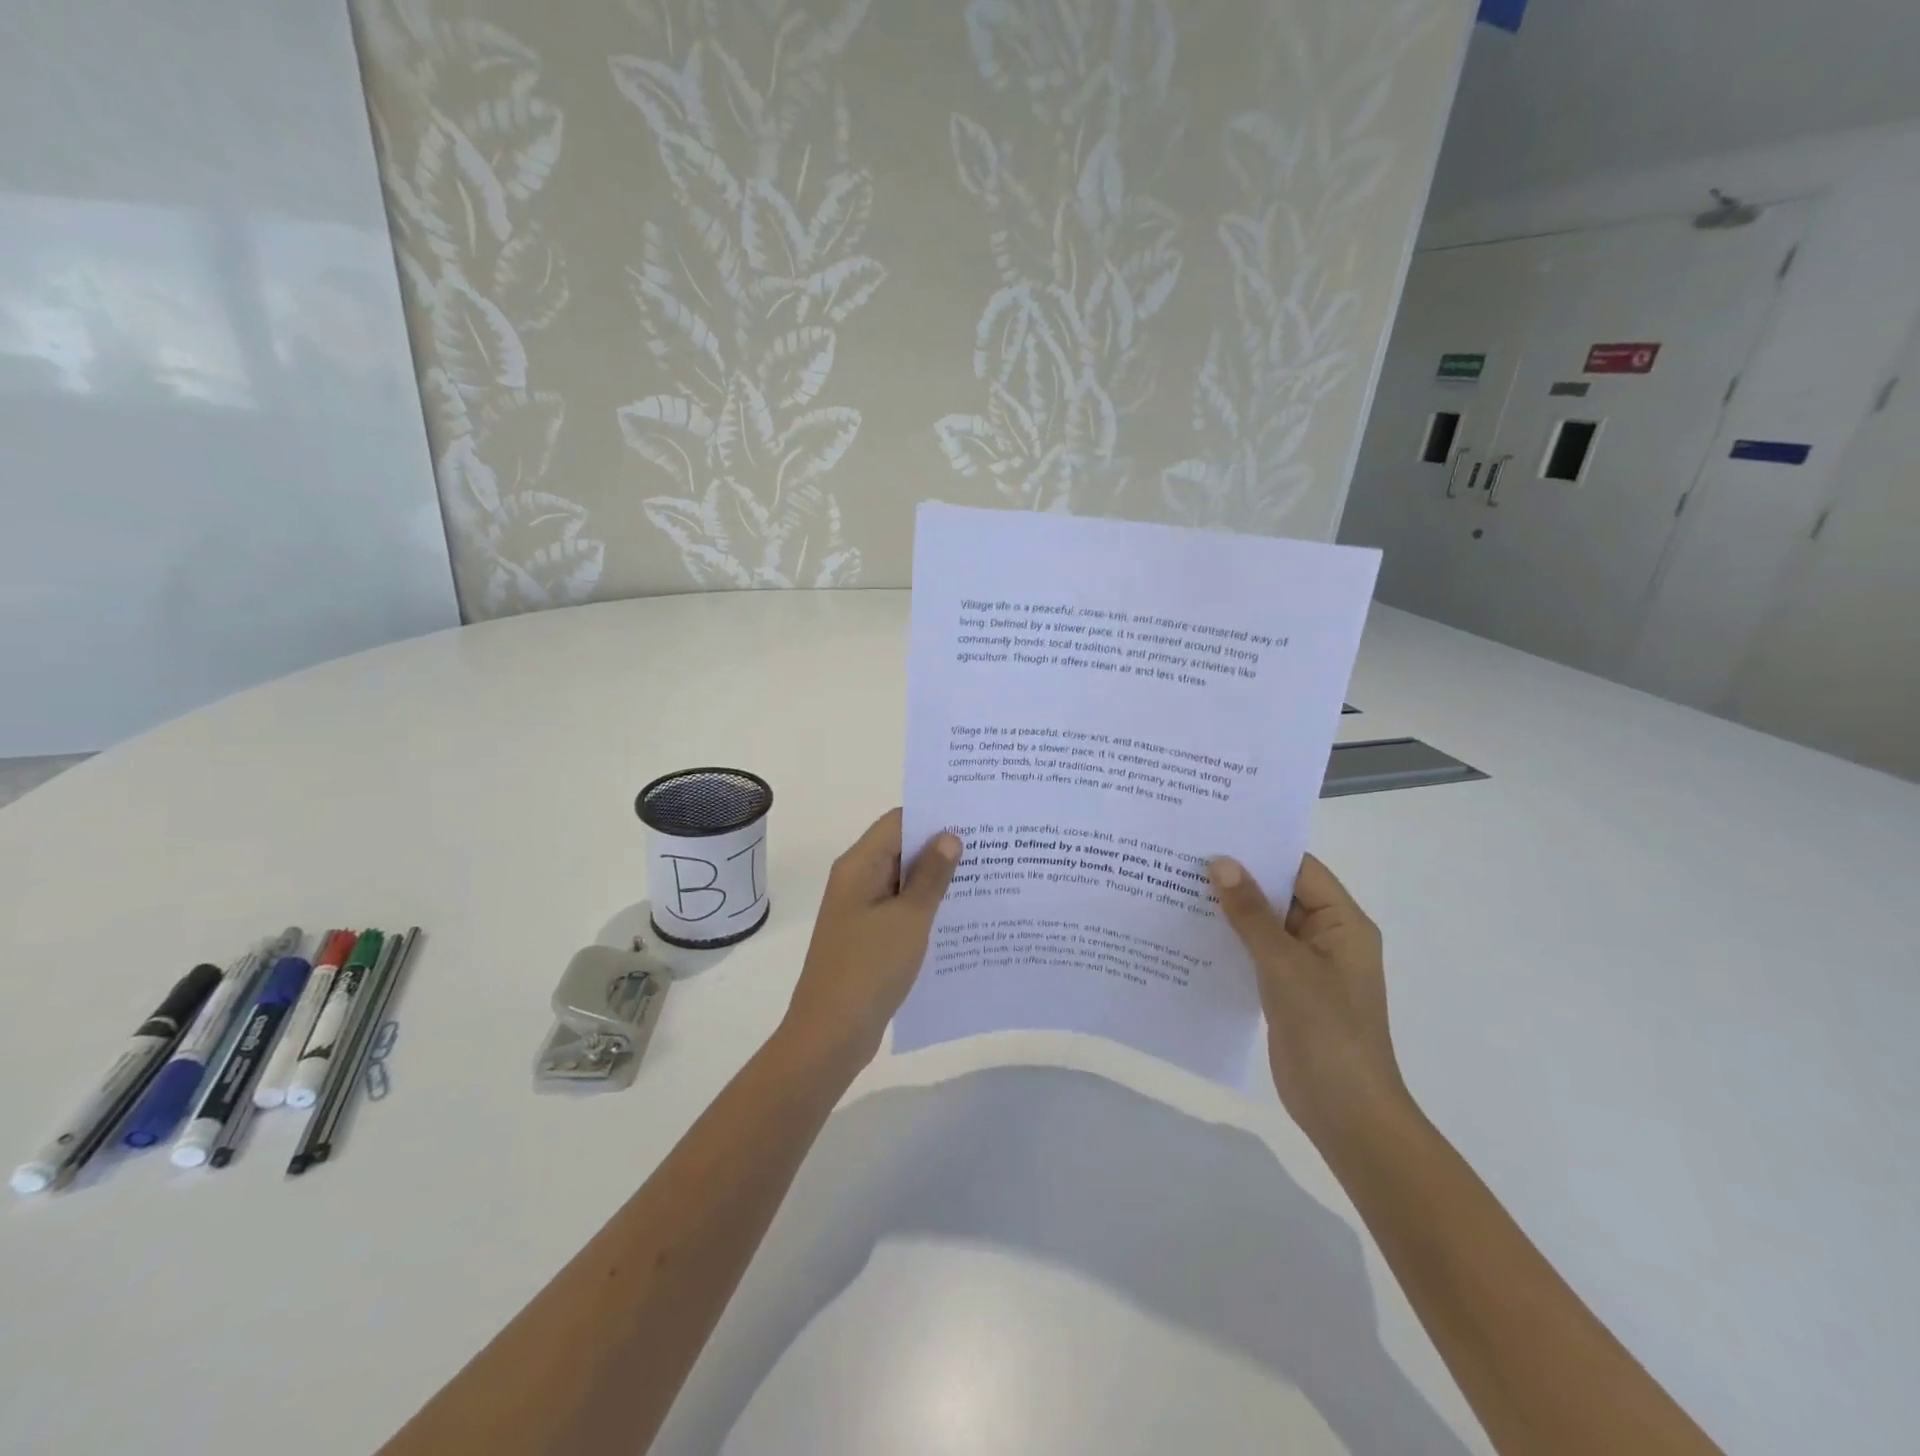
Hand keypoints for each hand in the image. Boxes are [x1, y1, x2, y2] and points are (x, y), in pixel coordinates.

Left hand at [781, 809, 961, 1068]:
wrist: (831, 1034)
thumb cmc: (869, 968)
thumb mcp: (908, 918)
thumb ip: (931, 876)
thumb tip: (949, 837)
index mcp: (859, 865)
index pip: (898, 821)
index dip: (934, 816)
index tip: (974, 819)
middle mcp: (857, 880)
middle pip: (901, 849)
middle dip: (941, 848)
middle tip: (990, 848)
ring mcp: (861, 911)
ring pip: (903, 882)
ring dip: (936, 881)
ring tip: (985, 879)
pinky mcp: (868, 938)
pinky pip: (901, 910)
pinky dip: (926, 908)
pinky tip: (960, 917)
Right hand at [1208, 853, 1410, 1147]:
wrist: (1347, 1113)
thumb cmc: (1327, 1031)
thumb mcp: (1285, 965)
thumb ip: (1251, 914)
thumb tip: (1220, 863)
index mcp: (1342, 923)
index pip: (1300, 868)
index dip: (1260, 849)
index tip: (1213, 833)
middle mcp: (1326, 937)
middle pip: (1279, 894)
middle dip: (1237, 878)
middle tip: (1184, 857)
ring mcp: (1306, 966)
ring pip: (1264, 925)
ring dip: (1229, 911)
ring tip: (1177, 887)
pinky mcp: (1287, 990)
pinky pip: (1256, 953)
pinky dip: (1229, 942)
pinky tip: (1190, 933)